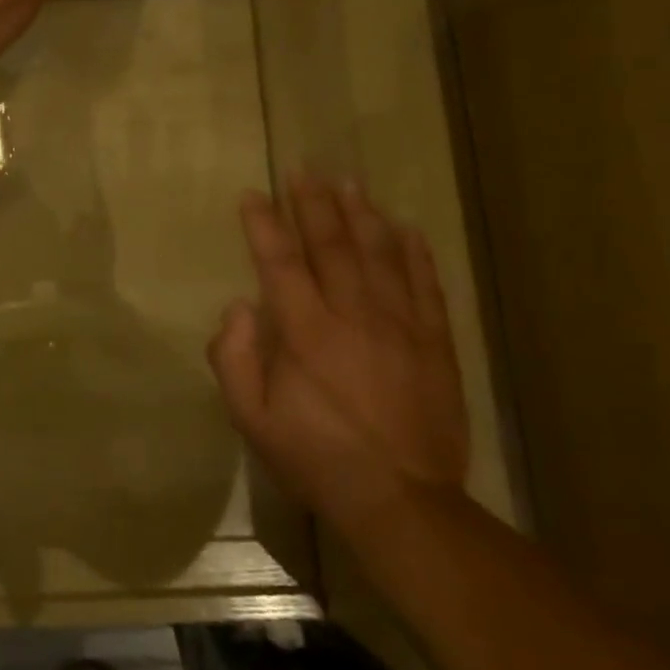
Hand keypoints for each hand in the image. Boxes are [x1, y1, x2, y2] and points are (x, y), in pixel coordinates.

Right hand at [208, 172, 469, 542]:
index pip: (280, 262)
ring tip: (350, 183)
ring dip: (362, 215)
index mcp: (304, 333)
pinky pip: (426, 286)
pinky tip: (407, 229)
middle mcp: (352, 316)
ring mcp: (400, 326)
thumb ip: (235, 358)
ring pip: (380, 255)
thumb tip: (239, 308)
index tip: (253, 193)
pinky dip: (416, 253)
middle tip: (304, 170)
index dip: (264, 224)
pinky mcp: (434, 343)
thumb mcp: (252, 419)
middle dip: (314, 204)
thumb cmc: (315, 457)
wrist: (400, 499)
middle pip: (332, 246)